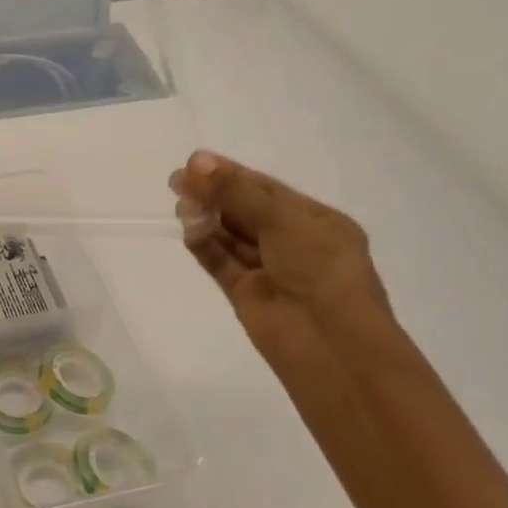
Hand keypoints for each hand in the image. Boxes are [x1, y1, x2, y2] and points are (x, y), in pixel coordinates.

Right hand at [170, 149, 389, 372]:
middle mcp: (292, 242)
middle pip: (244, 210)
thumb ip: (236, 192)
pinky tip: (188, 232)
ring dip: (206, 218)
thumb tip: (195, 161)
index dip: (230, 173)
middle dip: (213, 194)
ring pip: (230, 236)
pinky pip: (220, 262)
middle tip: (176, 182)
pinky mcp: (246, 294)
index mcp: (315, 221)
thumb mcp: (283, 220)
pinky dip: (204, 246)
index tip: (194, 161)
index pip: (265, 189)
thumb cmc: (320, 270)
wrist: (331, 346)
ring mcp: (268, 269)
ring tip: (181, 206)